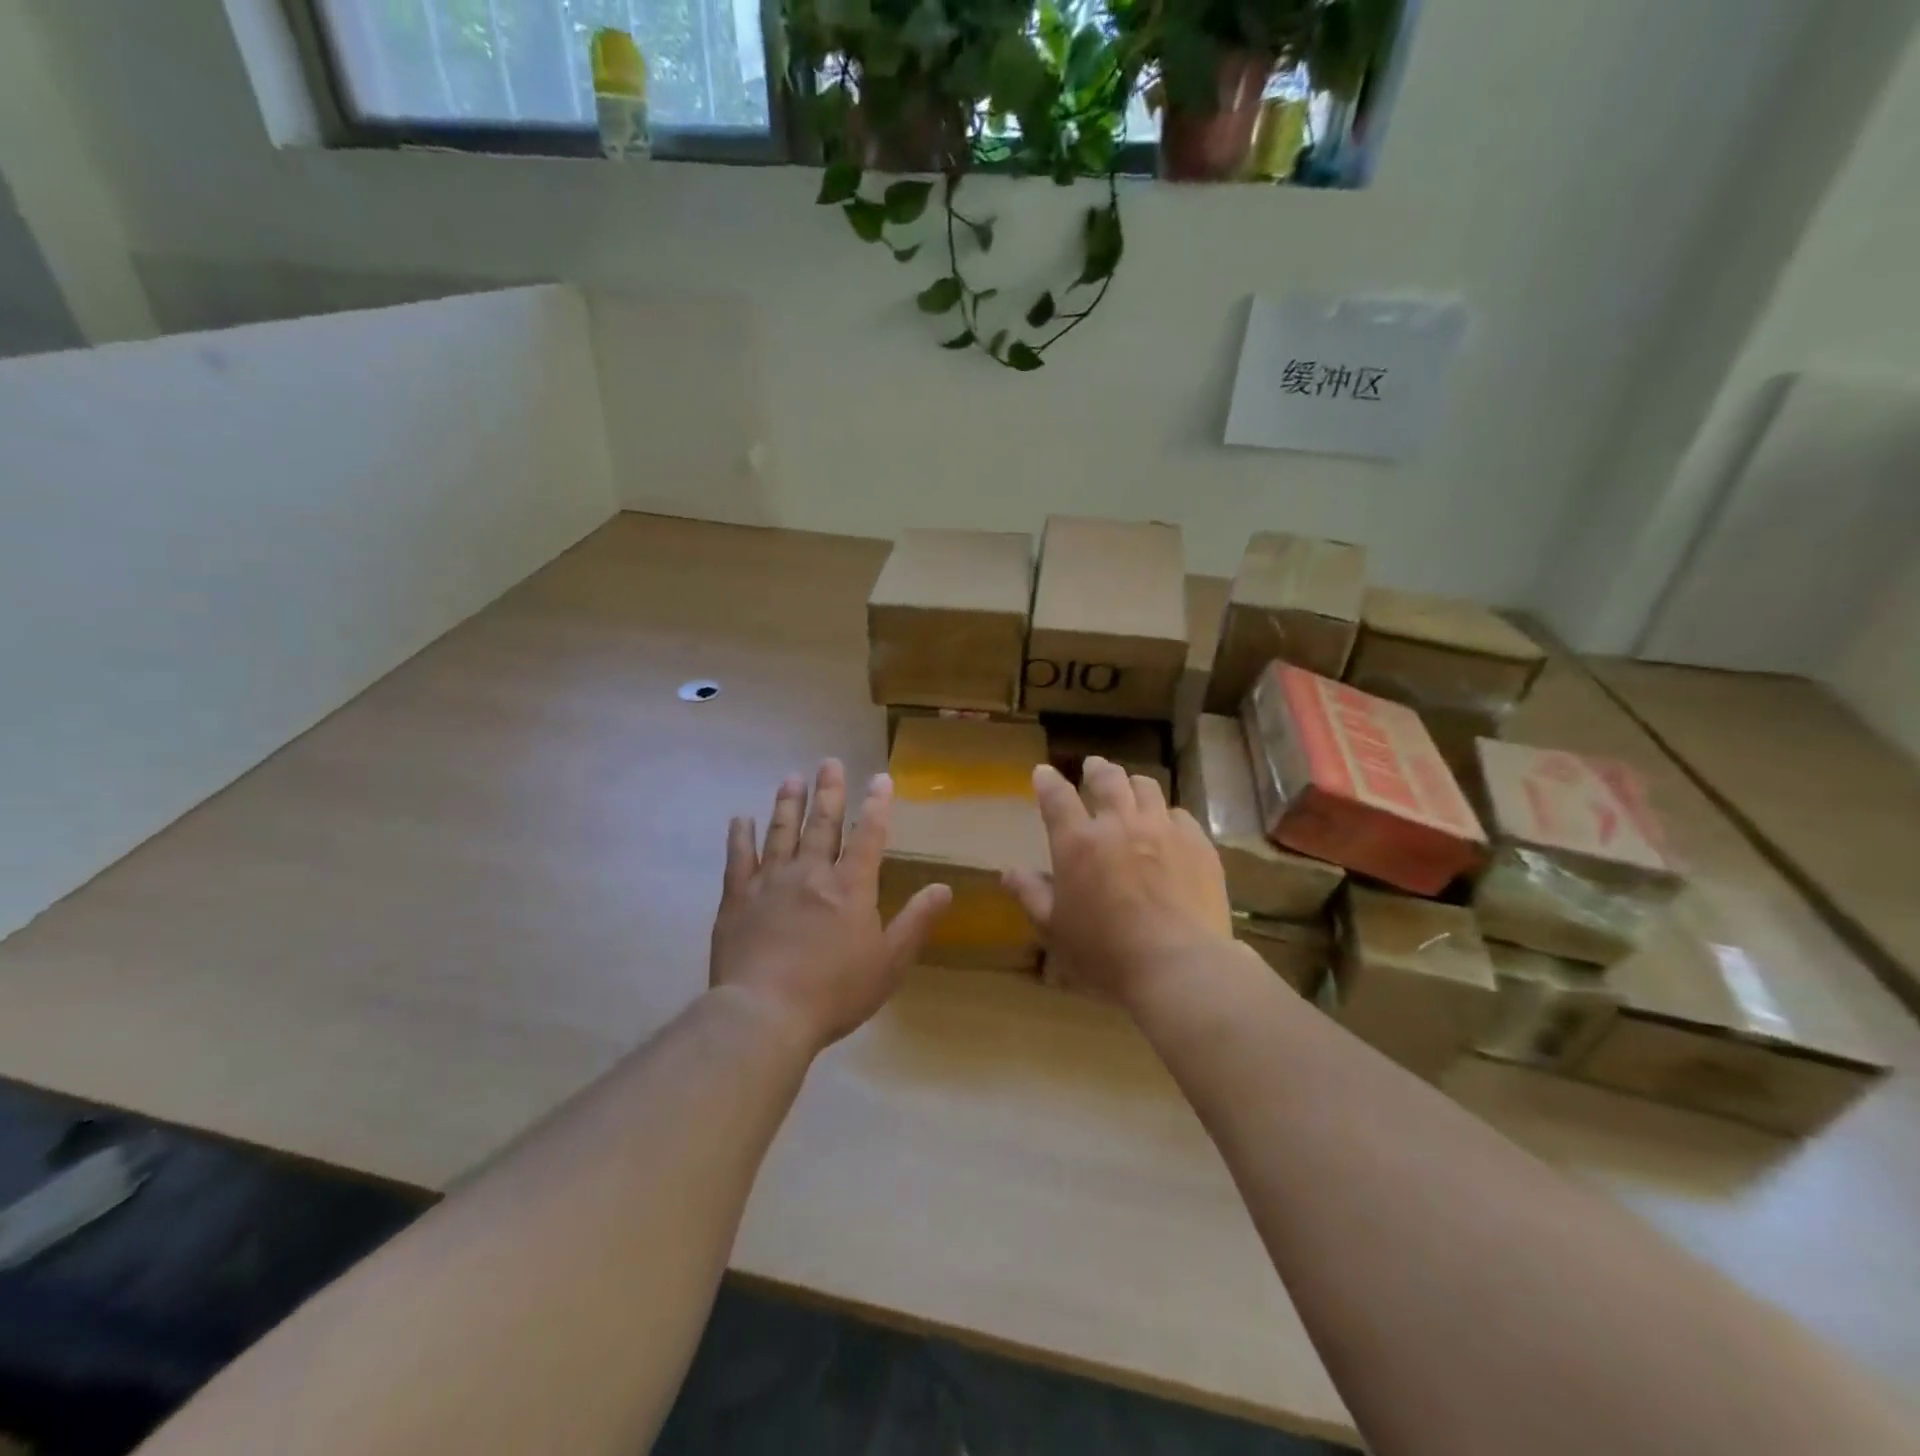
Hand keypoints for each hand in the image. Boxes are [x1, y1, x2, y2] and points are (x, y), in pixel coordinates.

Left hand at [710, 760, 951, 1053]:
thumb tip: (945, 888)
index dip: (876, 805)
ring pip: (781, 832)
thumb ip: (916, 922)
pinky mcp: (738, 899)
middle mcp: (811, 873)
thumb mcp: (889, 962)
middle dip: (829, 792)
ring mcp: (770, 882)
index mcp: (850, 887)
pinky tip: (740, 819)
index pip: (868, 836)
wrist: (765, 1014)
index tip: (880, 778)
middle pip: (822, 825)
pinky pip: (738, 859)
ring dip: (788, 804)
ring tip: (791, 778)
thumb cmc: (835, 992)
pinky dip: (740, 836)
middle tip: (829, 762)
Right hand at [1004, 756, 1233, 1008]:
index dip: (1047, 781)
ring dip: (1133, 784)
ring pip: (1147, 788)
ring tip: (1131, 788)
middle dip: (1096, 769)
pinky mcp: (1198, 843)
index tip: (1043, 772)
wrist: (1178, 965)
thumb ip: (1031, 894)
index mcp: (1078, 843)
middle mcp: (1119, 824)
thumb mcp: (1055, 929)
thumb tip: (1008, 872)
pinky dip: (1168, 815)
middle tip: (1093, 767)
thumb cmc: (1105, 953)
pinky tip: (1168, 827)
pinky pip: (1181, 815)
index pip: (1057, 797)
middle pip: (1107, 779)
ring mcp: (1163, 829)